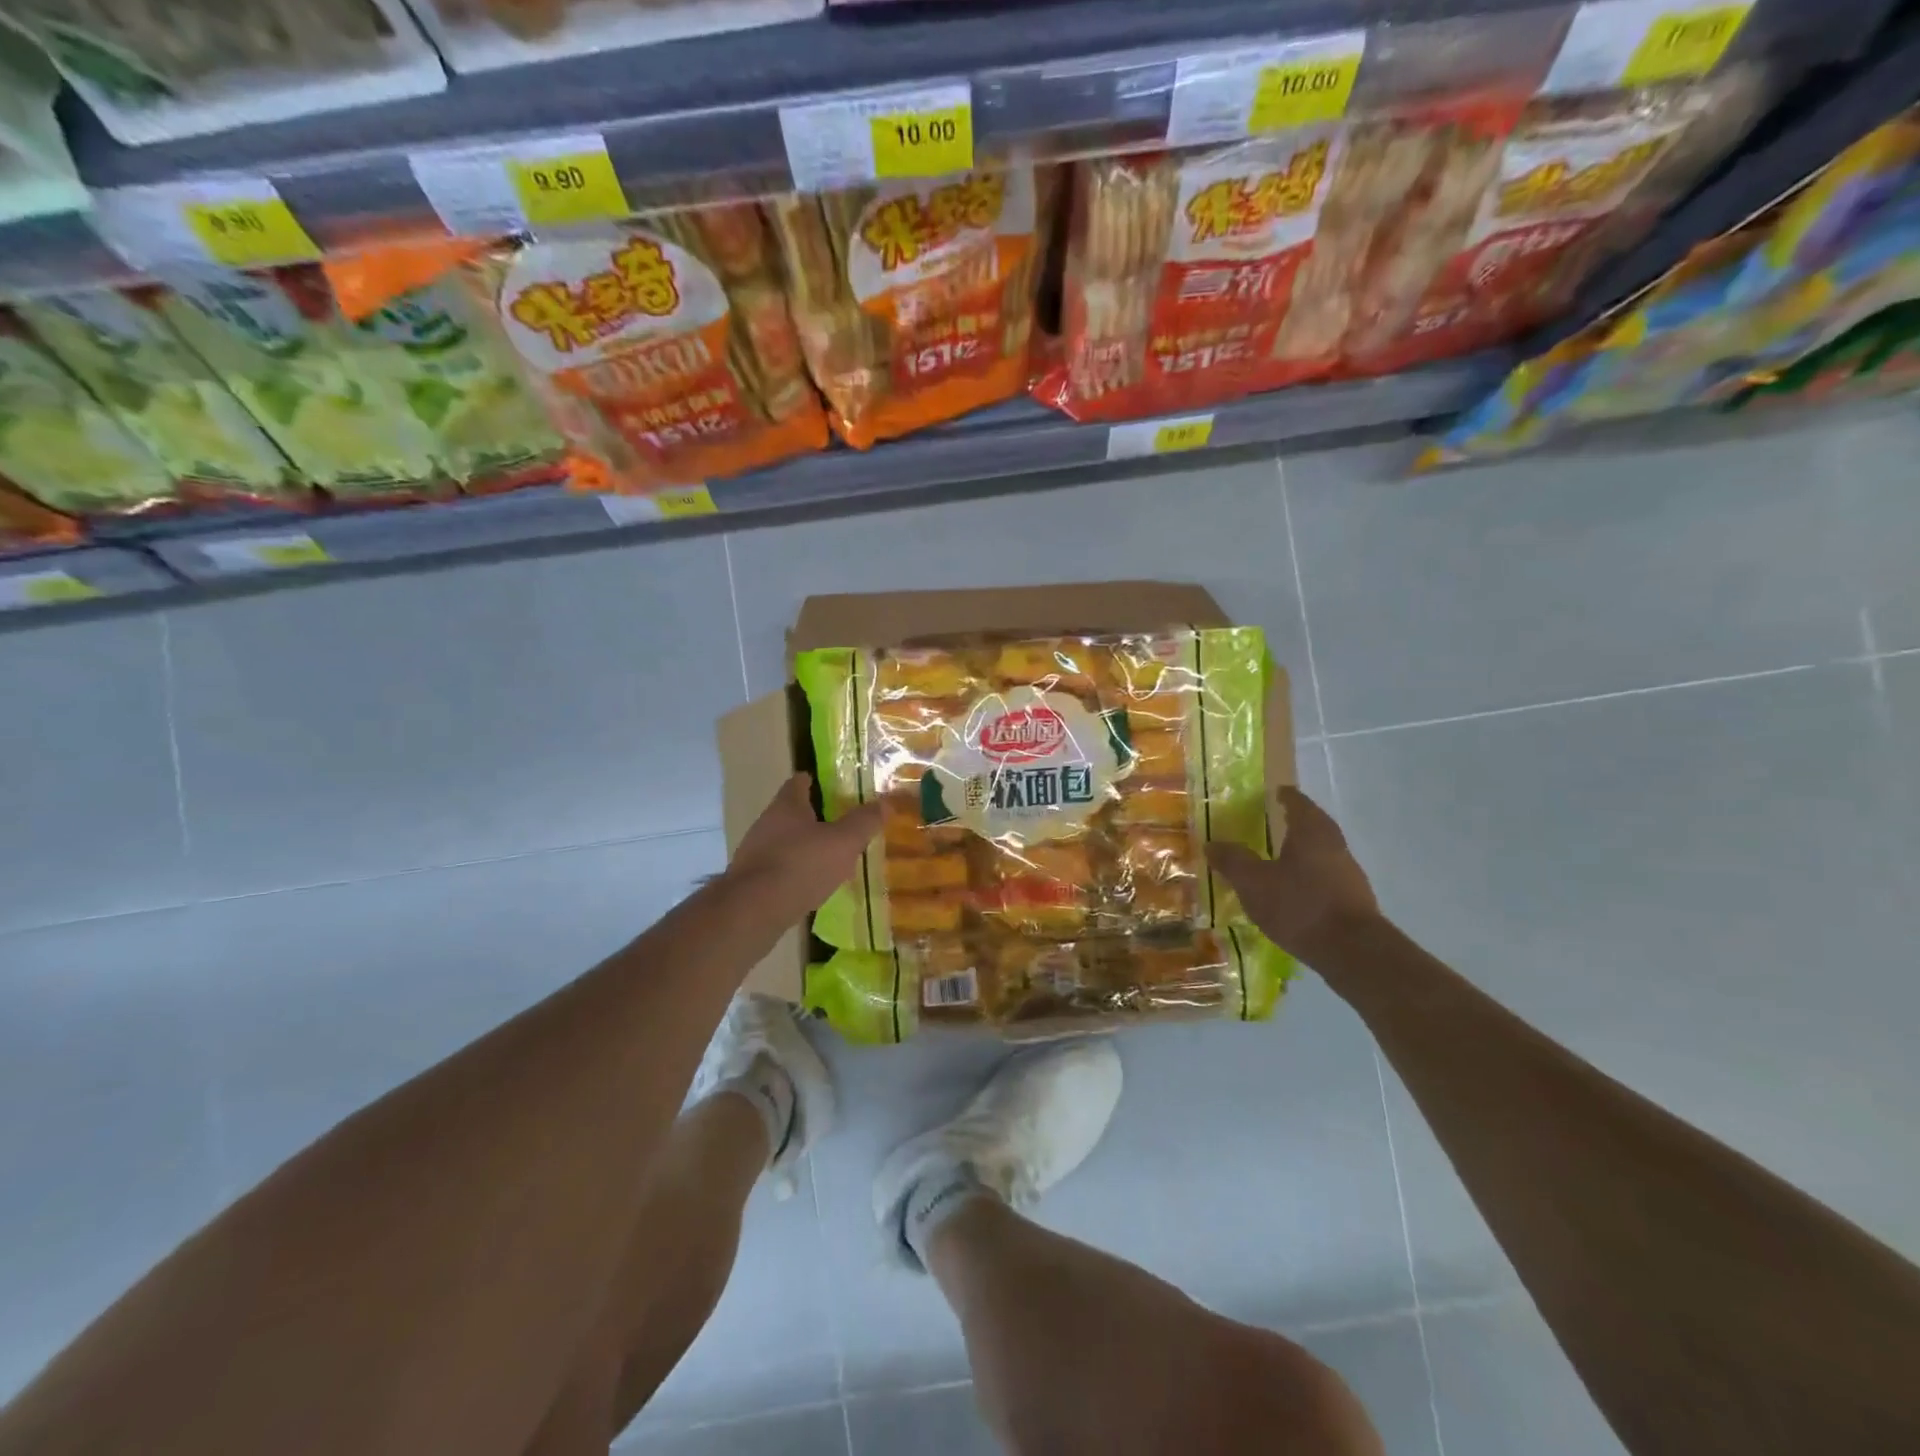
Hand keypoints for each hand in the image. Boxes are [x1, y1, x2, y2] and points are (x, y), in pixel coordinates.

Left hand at [729, 774, 881, 913]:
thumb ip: (864, 822)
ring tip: (832, 858)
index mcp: (787, 806)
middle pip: (792, 812)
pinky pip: (780, 868)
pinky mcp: (752, 881)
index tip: (832, 786)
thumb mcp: (843, 842)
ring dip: (806, 847)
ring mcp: (755, 852)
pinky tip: (813, 885)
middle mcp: (766, 823)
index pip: (799, 782)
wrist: (754, 911)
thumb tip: (886, 803)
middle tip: (841, 825)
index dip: (815, 781)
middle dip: (815, 817)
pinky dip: (797, 872)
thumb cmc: (802, 865)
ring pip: (786, 842)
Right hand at [1208, 787, 1379, 962]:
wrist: (1352, 952)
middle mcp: (1334, 844)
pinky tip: (1293, 892)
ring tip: (1277, 859)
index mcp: (1311, 830)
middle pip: (1313, 825)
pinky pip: (1326, 877)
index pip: (1297, 802)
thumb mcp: (1253, 882)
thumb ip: (1232, 860)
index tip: (1271, 795)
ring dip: (1301, 851)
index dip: (1283, 796)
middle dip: (1293, 823)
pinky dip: (1309, 877)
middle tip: (1270, 824)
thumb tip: (1212, 843)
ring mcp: (1348, 873)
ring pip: (1321, 852)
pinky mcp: (1353, 900)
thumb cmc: (1299, 905)